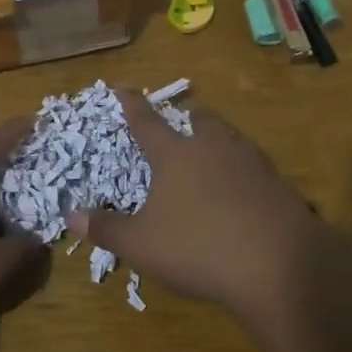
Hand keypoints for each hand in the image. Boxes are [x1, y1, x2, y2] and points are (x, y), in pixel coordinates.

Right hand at [70, 91, 322, 318]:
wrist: (280, 263)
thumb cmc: (199, 247)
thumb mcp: (142, 245)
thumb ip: (107, 228)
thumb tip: (72, 215)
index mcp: (176, 155)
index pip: (147, 123)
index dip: (132, 105)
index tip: (123, 88)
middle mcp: (214, 147)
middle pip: (200, 120)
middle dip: (188, 118)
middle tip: (183, 122)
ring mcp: (252, 162)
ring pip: (231, 138)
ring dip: (219, 139)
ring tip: (213, 153)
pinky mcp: (279, 183)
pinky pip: (255, 166)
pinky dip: (243, 171)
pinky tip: (243, 192)